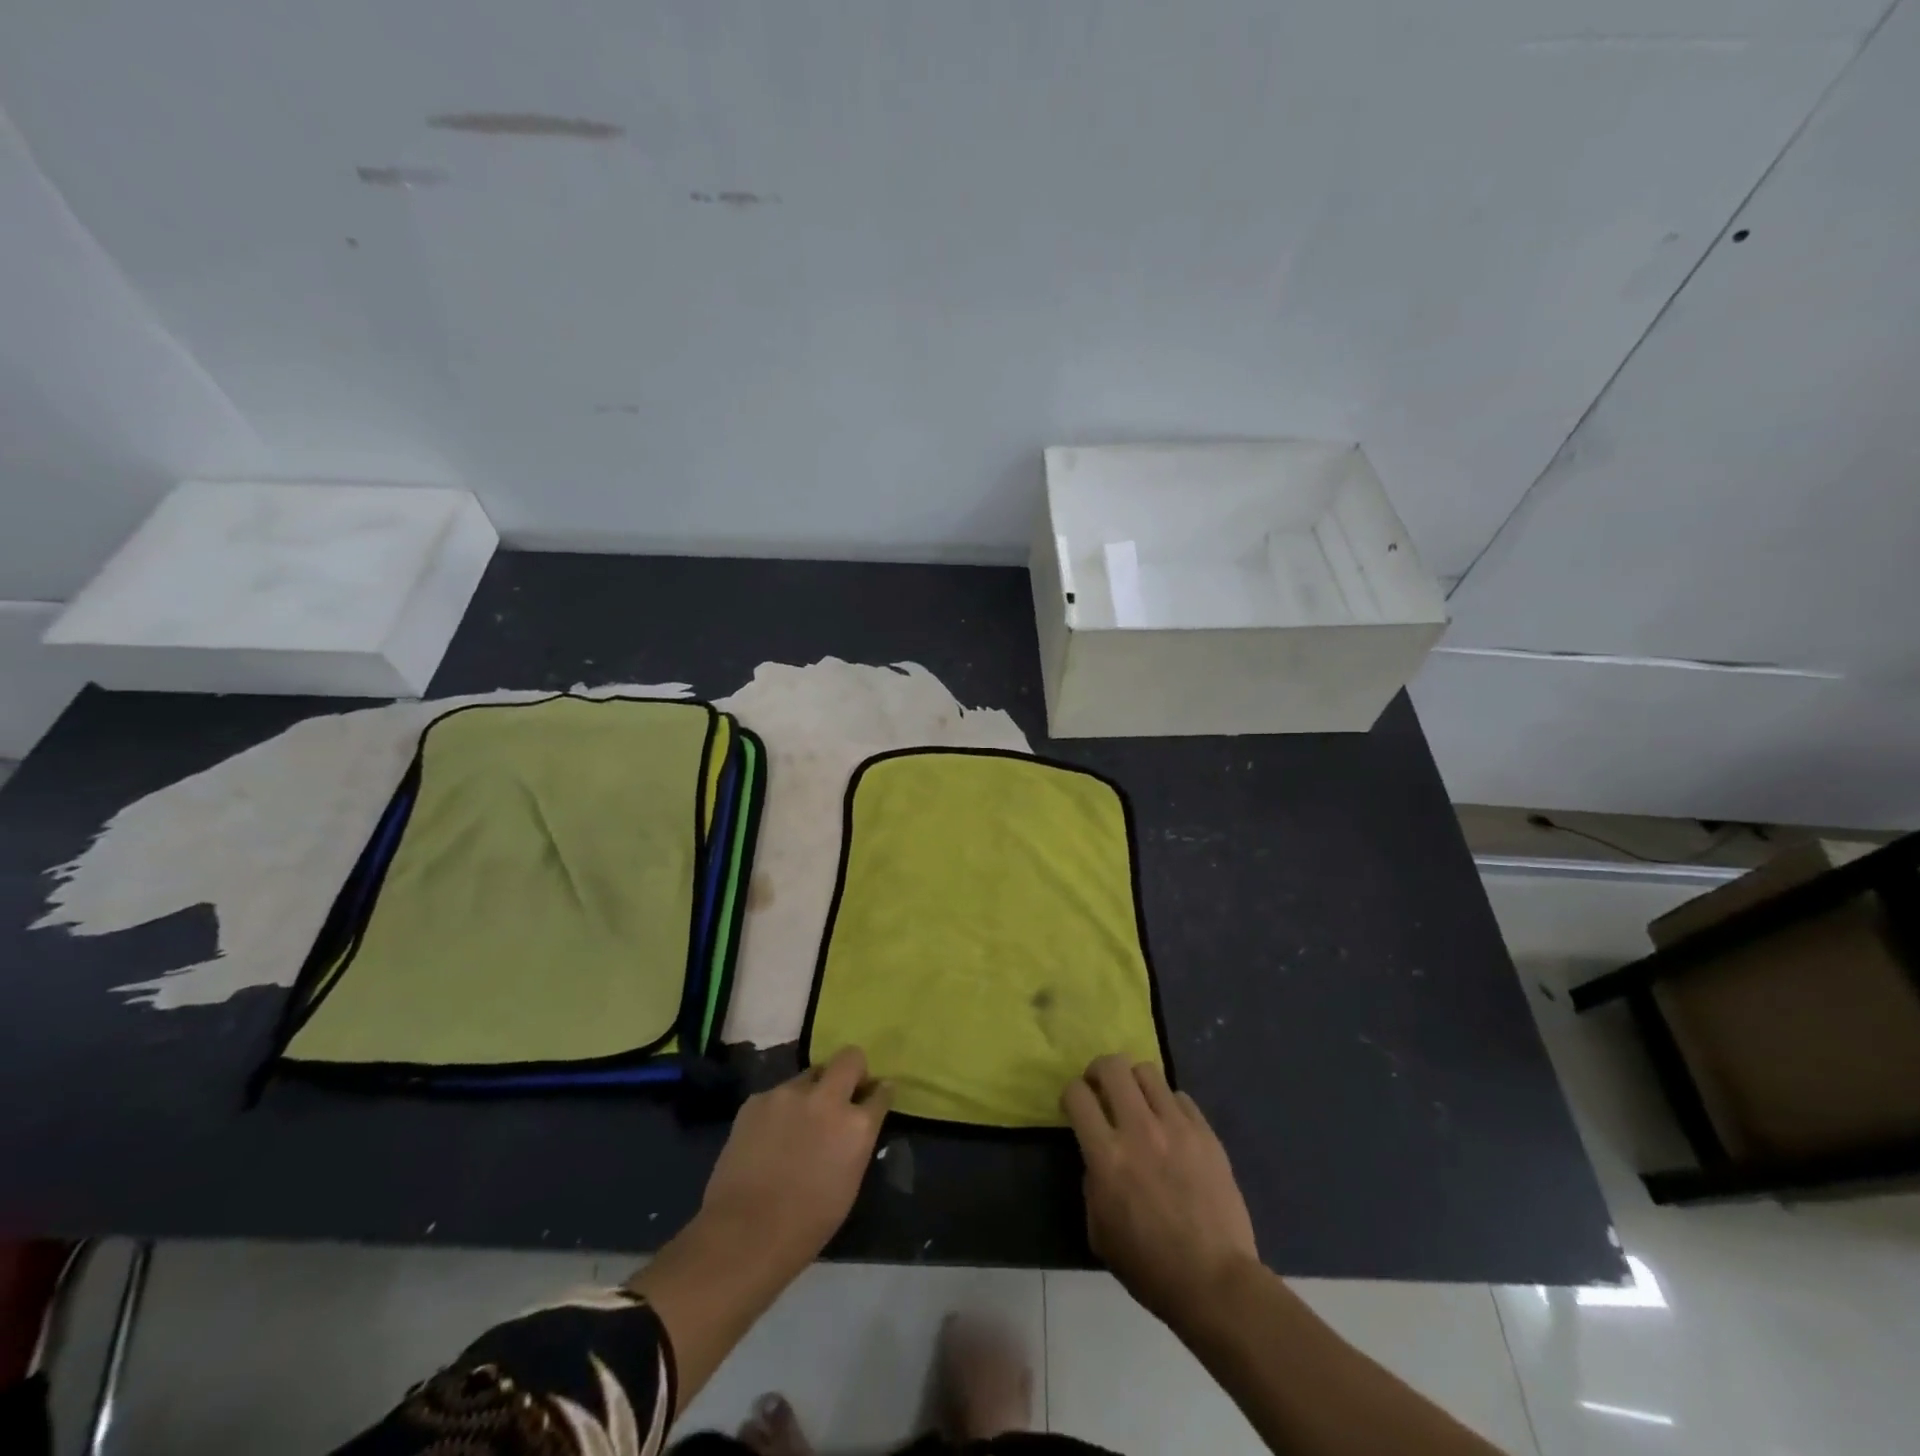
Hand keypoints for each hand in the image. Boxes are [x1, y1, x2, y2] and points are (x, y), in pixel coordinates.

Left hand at [698, 1046, 891, 1270]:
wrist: (744, 1236)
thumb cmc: (807, 1224)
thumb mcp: (849, 1182)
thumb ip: (856, 1141)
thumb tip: (857, 1124)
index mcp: (856, 1126)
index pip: (881, 1091)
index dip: (878, 1092)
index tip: (874, 1095)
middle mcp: (827, 1098)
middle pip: (850, 1058)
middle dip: (852, 1070)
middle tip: (842, 1092)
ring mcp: (789, 1094)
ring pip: (809, 1075)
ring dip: (811, 1092)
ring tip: (798, 1122)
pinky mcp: (757, 1099)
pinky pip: (778, 1094)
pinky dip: (780, 1109)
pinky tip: (769, 1136)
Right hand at [1062, 1055, 1257, 1326]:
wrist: (1215, 1282)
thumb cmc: (1150, 1267)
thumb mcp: (1099, 1231)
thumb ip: (1092, 1183)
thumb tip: (1098, 1157)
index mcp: (1107, 1156)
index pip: (1077, 1095)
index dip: (1070, 1093)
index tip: (1075, 1106)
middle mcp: (1139, 1130)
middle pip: (1112, 1066)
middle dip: (1099, 1070)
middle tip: (1101, 1089)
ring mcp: (1177, 1127)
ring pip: (1147, 1071)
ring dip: (1134, 1082)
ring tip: (1137, 1102)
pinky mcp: (1206, 1133)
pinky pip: (1180, 1097)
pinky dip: (1167, 1104)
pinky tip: (1169, 1126)